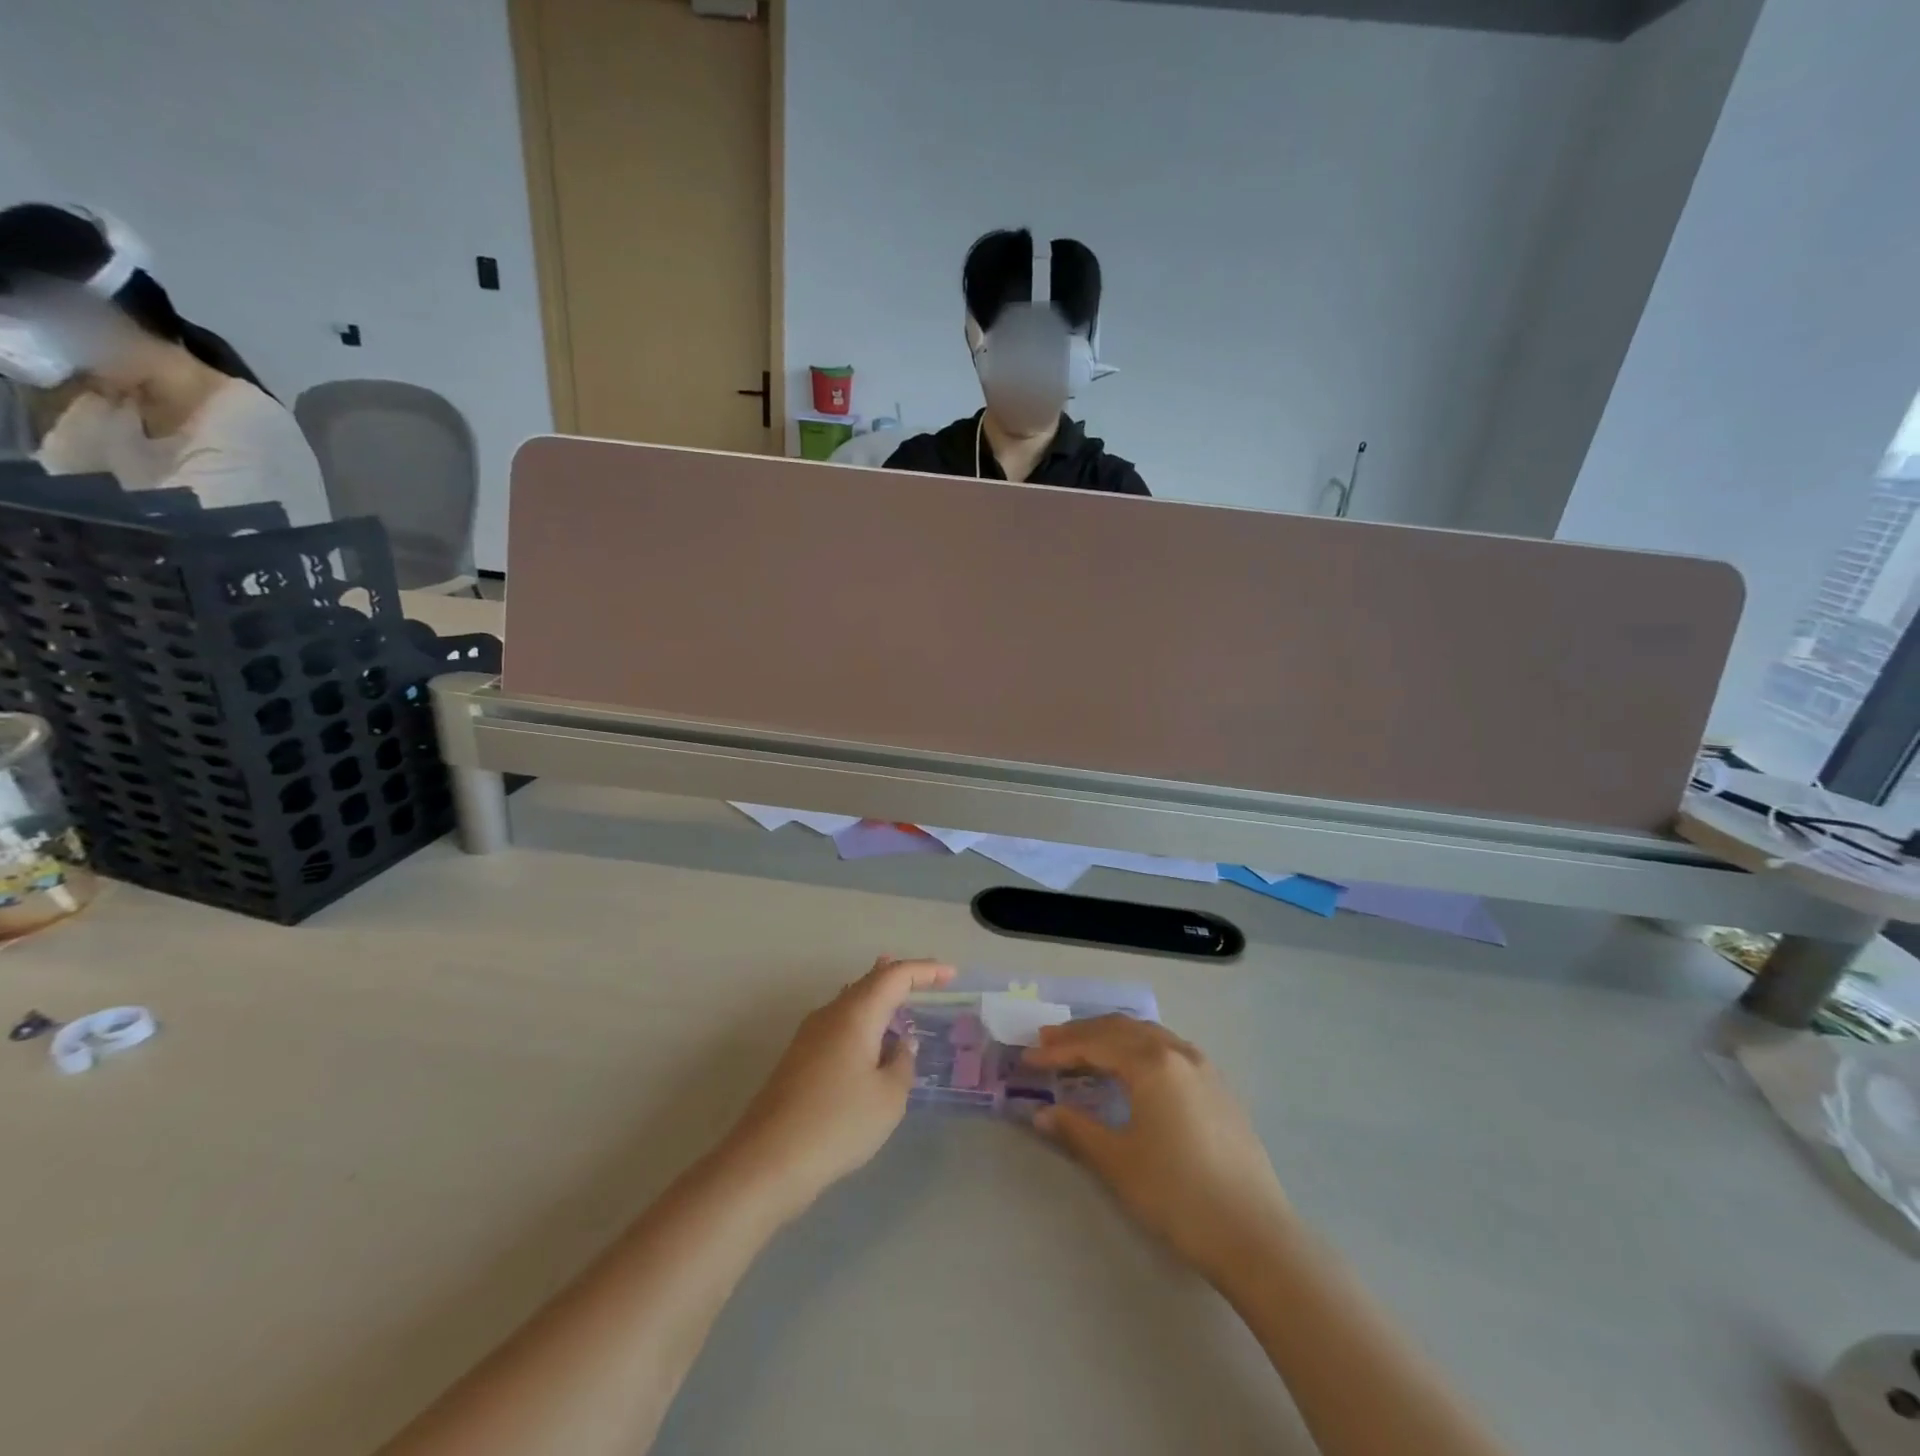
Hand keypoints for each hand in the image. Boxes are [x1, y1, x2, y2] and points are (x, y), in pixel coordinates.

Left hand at [725, 957, 953, 1213]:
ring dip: (877, 996)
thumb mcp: (888, 1098)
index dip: (925, 971)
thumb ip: (901, 1063)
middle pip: (869, 981)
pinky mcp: (798, 1059)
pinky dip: (862, 1018)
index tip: (951, 974)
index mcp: (856, 1013)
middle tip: (927, 978)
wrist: (767, 1160)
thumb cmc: (837, 1123)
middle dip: (899, 976)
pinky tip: (868, 1037)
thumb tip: (899, 1044)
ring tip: (897, 993)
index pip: (895, 976)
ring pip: (850, 1000)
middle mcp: (831, 1014)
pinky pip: (839, 1022)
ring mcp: (809, 1035)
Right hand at [1024, 1016, 1292, 1280]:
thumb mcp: (1118, 1162)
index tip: (1027, 1058)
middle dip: (1082, 1033)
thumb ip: (1076, 1129)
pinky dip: (1139, 1047)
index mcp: (1151, 1063)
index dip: (1057, 1051)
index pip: (1094, 1045)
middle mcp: (1178, 1052)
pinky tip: (1132, 1066)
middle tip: (1048, 1041)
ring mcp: (1204, 1067)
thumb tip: (1041, 1113)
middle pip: (1120, 1029)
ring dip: (1111, 1036)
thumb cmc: (1178, 1194)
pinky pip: (1169, 1048)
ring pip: (1148, 1034)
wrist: (1255, 1235)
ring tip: (1084, 1047)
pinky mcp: (1219, 1088)